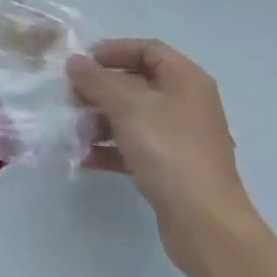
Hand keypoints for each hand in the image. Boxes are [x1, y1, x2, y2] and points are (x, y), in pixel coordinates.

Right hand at [67, 39, 260, 276]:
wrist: (206, 226)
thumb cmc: (169, 151)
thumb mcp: (127, 106)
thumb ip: (96, 80)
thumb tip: (75, 62)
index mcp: (186, 80)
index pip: (147, 49)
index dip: (114, 50)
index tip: (83, 62)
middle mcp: (187, 104)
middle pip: (137, 83)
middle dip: (101, 88)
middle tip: (70, 95)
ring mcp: (181, 139)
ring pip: (134, 117)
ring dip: (101, 118)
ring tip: (72, 126)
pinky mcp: (172, 170)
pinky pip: (136, 147)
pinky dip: (110, 148)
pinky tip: (83, 155)